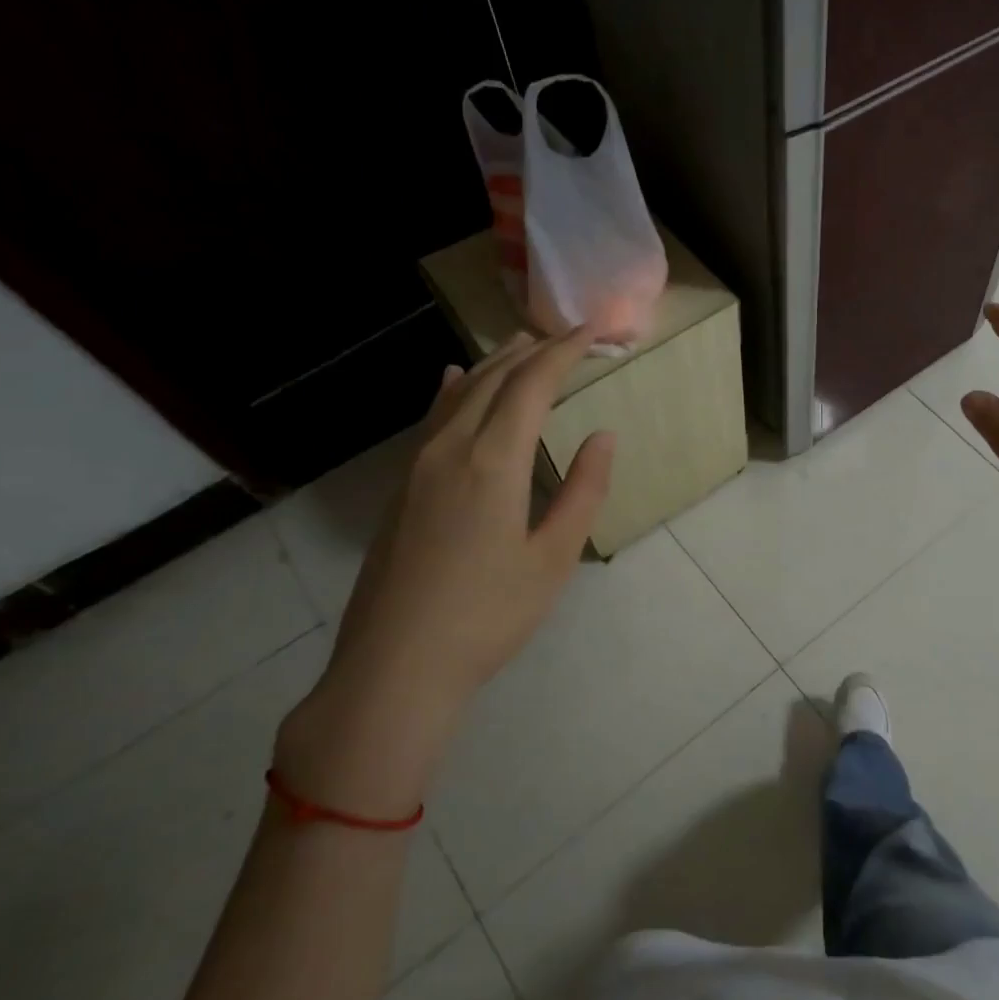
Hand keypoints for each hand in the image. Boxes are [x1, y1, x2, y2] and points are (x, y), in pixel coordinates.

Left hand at [275, 329, 614, 816]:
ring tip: (521, 344)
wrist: (395, 667)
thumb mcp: (553, 558)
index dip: (563, 353)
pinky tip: (453, 381)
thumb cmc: (489, 616)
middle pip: (493, 380)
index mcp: (492, 462)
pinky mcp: (401, 488)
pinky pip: (433, 419)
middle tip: (566, 334)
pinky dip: (454, 391)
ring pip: (459, 394)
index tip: (592, 333)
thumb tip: (603, 436)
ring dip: (494, 364)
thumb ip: (582, 491)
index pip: (531, 386)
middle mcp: (450, 449)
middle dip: (533, 351)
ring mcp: (417, 467)